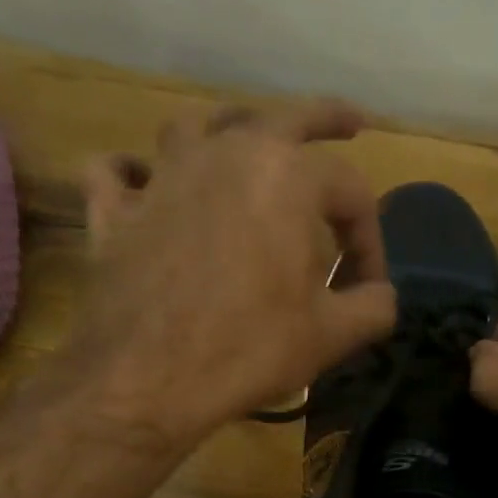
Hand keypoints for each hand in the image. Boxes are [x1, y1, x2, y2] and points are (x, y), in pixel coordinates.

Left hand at [63, 99, 397, 449]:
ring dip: (227, 130)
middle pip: (283, 118)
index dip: (371, 239)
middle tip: (351, 122)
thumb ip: (374, 306)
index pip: (351, 191)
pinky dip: (131, 173)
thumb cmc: (249, 349)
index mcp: (287, 176)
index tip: (369, 286)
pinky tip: (141, 181)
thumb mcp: (332, 335)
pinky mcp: (117, 212)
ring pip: (197, 127)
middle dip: (326, 119)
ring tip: (244, 142)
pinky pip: (117, 173)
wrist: (149, 379)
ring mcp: (163, 177)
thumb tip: (381, 294)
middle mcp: (225, 156)